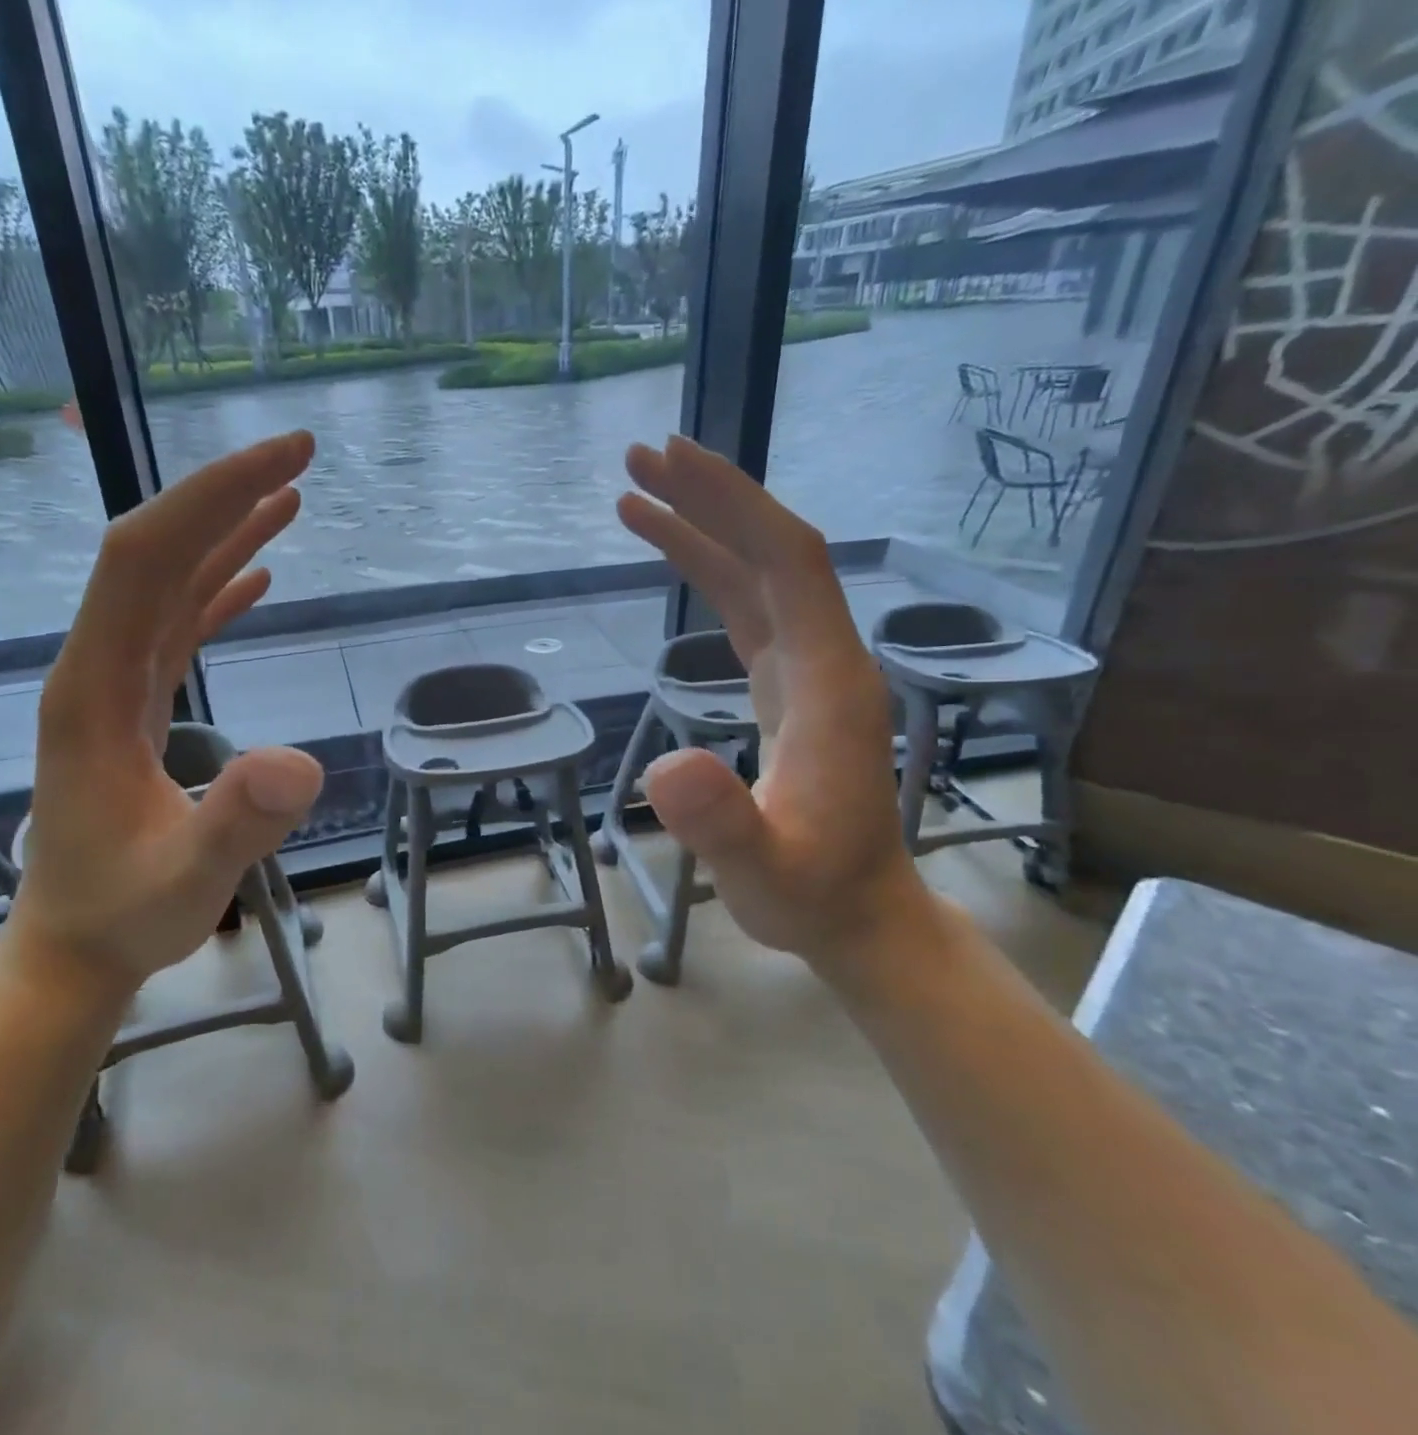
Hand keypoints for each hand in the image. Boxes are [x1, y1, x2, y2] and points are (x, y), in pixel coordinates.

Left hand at [0, 432, 324, 1002]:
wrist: (76, 947)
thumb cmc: (125, 916)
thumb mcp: (185, 881)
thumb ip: (237, 824)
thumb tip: (301, 761)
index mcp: (93, 691)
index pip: (142, 563)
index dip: (208, 500)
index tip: (281, 462)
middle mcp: (96, 670)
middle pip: (152, 555)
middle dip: (223, 494)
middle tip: (299, 454)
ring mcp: (114, 686)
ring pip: (165, 584)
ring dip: (224, 533)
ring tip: (288, 496)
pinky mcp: (135, 706)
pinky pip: (175, 627)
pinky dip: (217, 589)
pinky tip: (256, 575)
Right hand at [616, 436, 933, 971]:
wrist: (860, 915)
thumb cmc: (814, 896)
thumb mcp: (764, 873)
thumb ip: (724, 825)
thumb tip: (667, 769)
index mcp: (829, 683)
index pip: (789, 564)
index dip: (734, 505)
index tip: (673, 462)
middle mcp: (825, 660)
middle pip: (773, 553)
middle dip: (711, 498)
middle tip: (640, 458)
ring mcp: (807, 672)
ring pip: (758, 576)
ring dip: (703, 529)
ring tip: (637, 496)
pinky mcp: (787, 688)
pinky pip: (748, 610)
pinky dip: (707, 574)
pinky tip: (674, 559)